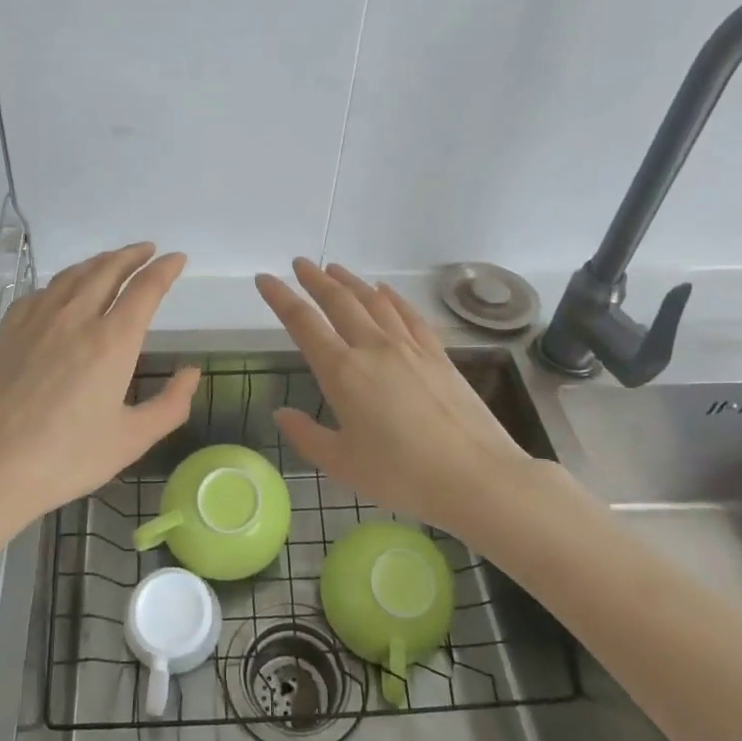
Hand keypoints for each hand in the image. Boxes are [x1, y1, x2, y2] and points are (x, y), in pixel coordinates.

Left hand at [0, 243, 199, 540]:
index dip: (165, 269)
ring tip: (112, 260)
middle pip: (108, 269)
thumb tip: (191, 372)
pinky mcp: (7, 331)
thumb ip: (170, 404)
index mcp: (112, 341)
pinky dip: (63, 281)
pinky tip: (63, 290)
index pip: (145, 289)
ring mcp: (36, 320)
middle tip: (148, 250)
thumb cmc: (65, 459)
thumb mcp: (131, 440)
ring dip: (99, 261)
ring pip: (73, 275)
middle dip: (133, 255)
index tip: (177, 259)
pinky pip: (41, 292)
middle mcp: (75, 318)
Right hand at [255, 258, 535, 531]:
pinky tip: (385, 292)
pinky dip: (391, 298)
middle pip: (339, 301)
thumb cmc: (402, 476)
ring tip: (334, 269)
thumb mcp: (343, 465)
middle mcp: (373, 348)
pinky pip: (409, 314)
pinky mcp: (438, 354)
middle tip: (300, 264)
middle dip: (315, 279)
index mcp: (343, 373)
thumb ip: (306, 436)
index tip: (265, 280)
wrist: (476, 477)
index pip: (303, 323)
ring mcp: (409, 347)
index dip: (281, 298)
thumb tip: (281, 414)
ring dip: (350, 282)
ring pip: (373, 301)